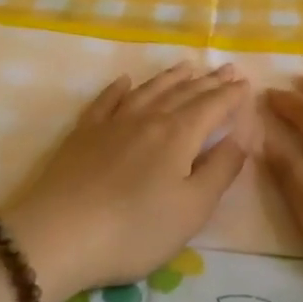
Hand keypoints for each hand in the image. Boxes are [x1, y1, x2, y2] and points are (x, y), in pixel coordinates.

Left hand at [4, 62, 251, 297]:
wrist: (57, 235)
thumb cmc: (134, 229)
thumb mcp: (191, 209)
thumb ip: (221, 170)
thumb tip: (242, 137)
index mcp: (179, 135)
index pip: (213, 106)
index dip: (231, 95)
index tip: (246, 83)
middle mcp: (149, 118)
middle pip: (184, 93)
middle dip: (209, 81)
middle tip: (226, 68)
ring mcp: (113, 123)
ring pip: (149, 90)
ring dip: (171, 77)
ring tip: (187, 66)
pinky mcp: (83, 134)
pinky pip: (106, 101)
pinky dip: (118, 88)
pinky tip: (125, 81)